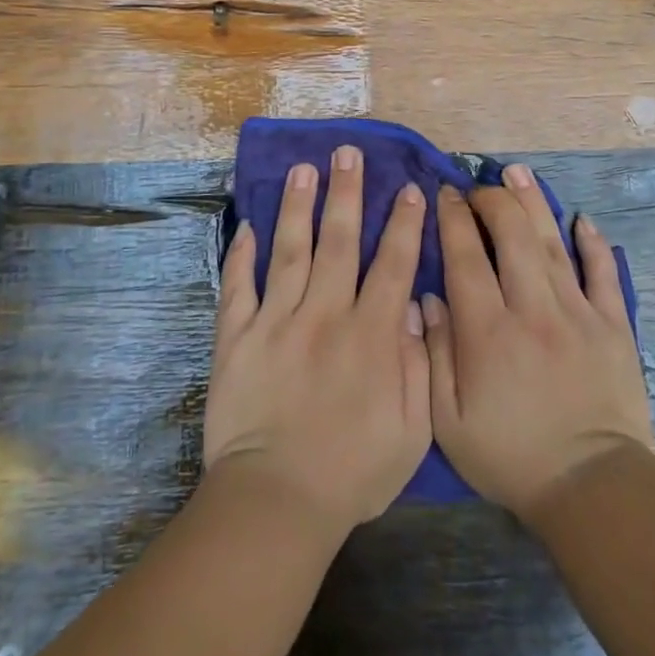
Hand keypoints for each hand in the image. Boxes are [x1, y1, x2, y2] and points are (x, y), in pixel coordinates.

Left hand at [203, 146, 431, 535]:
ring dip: (297, 206)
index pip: (393, 264)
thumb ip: (418, 364)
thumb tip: (413, 306)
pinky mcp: (236, 338)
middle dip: (347, 192)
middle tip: (348, 153)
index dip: (405, 224)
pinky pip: (238, 287)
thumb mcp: (412, 431)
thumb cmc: (352, 473)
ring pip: (290, 250)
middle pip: (339, 240)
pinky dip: (240, 255)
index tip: (411, 189)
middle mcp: (325, 314)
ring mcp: (276, 322)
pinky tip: (245, 226)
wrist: (277, 503)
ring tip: (302, 168)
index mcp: (371, 335)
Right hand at [422, 164, 652, 518]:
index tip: (444, 195)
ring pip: (554, 244)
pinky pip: (604, 274)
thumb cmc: (509, 455)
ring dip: (534, 204)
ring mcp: (578, 314)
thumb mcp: (448, 421)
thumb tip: (429, 297)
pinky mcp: (614, 326)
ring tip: (518, 172)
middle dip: (491, 201)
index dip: (452, 219)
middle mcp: (532, 310)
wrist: (590, 488)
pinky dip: (593, 244)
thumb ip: (434, 354)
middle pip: (512, 236)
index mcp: (488, 331)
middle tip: (478, 187)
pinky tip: (582, 219)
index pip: (466, 257)